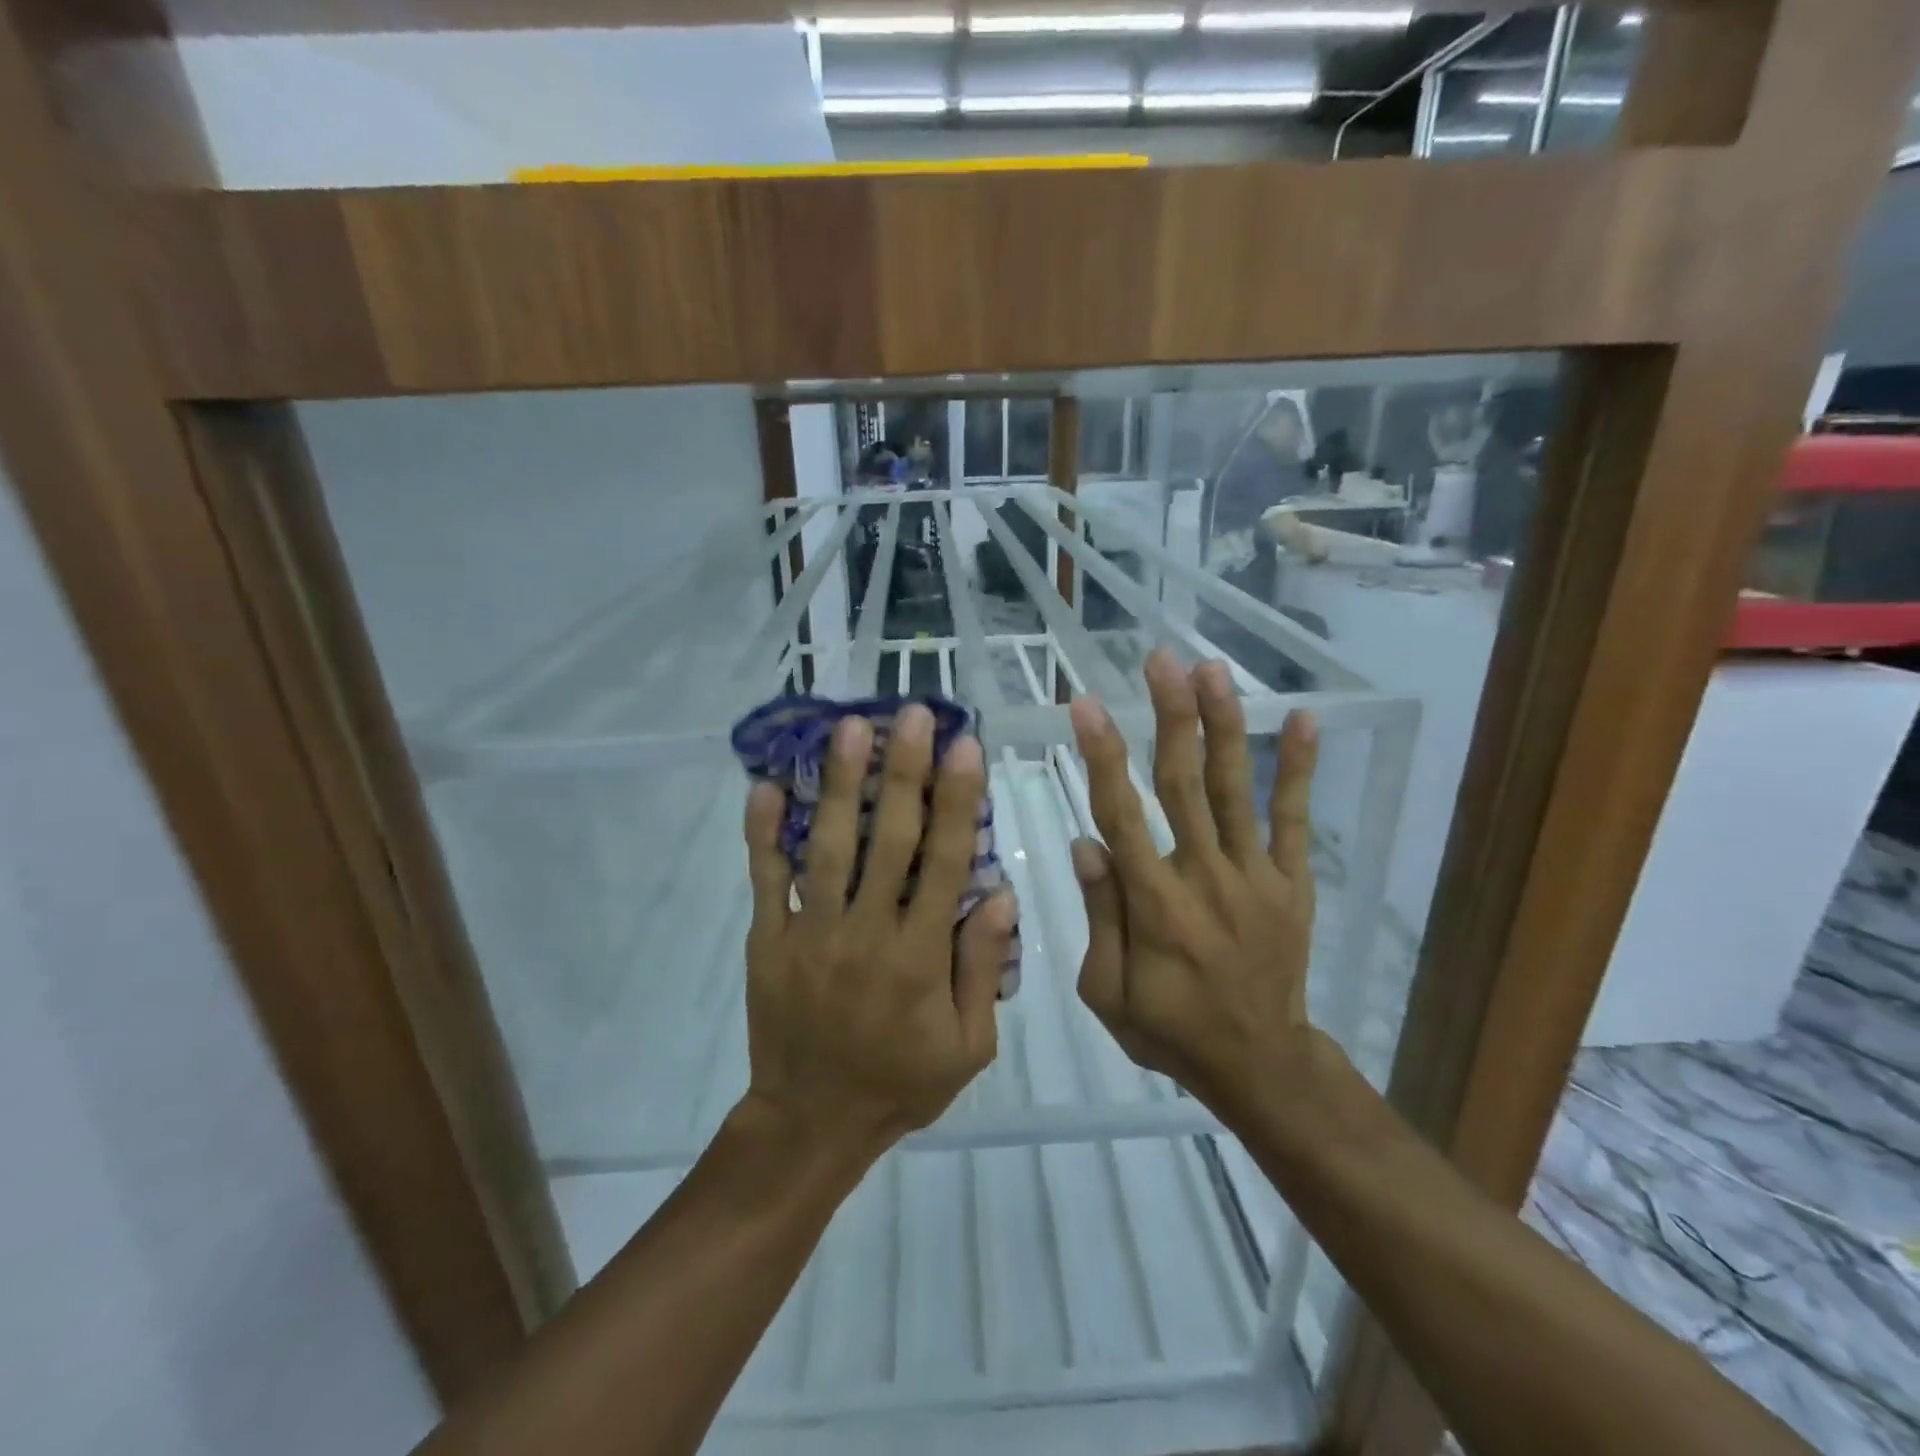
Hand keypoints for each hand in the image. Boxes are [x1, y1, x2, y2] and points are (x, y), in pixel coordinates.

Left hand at [740, 705, 1014, 1162]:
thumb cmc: (900, 1082)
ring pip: (827, 846)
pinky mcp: (768, 940)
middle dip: (903, 770)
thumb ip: (983, 969)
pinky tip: (763, 785)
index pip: (943, 862)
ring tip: (847, 727)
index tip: (964, 746)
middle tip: (910, 714)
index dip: (956, 800)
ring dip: (838, 783)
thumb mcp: (968, 1046)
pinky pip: (764, 880)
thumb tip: (1002, 894)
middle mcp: (865, 932)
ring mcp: (810, 932)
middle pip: (888, 838)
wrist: (810, 1123)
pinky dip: (762, 833)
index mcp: (919, 956)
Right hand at [1068, 648, 1322, 1113]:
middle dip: (1170, 716)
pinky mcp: (1291, 882)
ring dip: (1224, 725)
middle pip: (1183, 784)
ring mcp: (1255, 876)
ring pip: (1233, 788)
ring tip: (1212, 670)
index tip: (1087, 705)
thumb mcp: (1108, 992)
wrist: (1259, 1065)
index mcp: (1154, 904)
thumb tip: (1085, 842)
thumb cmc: (1169, 1029)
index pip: (1121, 815)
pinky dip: (1300, 769)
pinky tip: (1305, 719)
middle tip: (1161, 660)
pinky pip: (1293, 819)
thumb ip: (1101, 915)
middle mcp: (1204, 877)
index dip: (1103, 756)